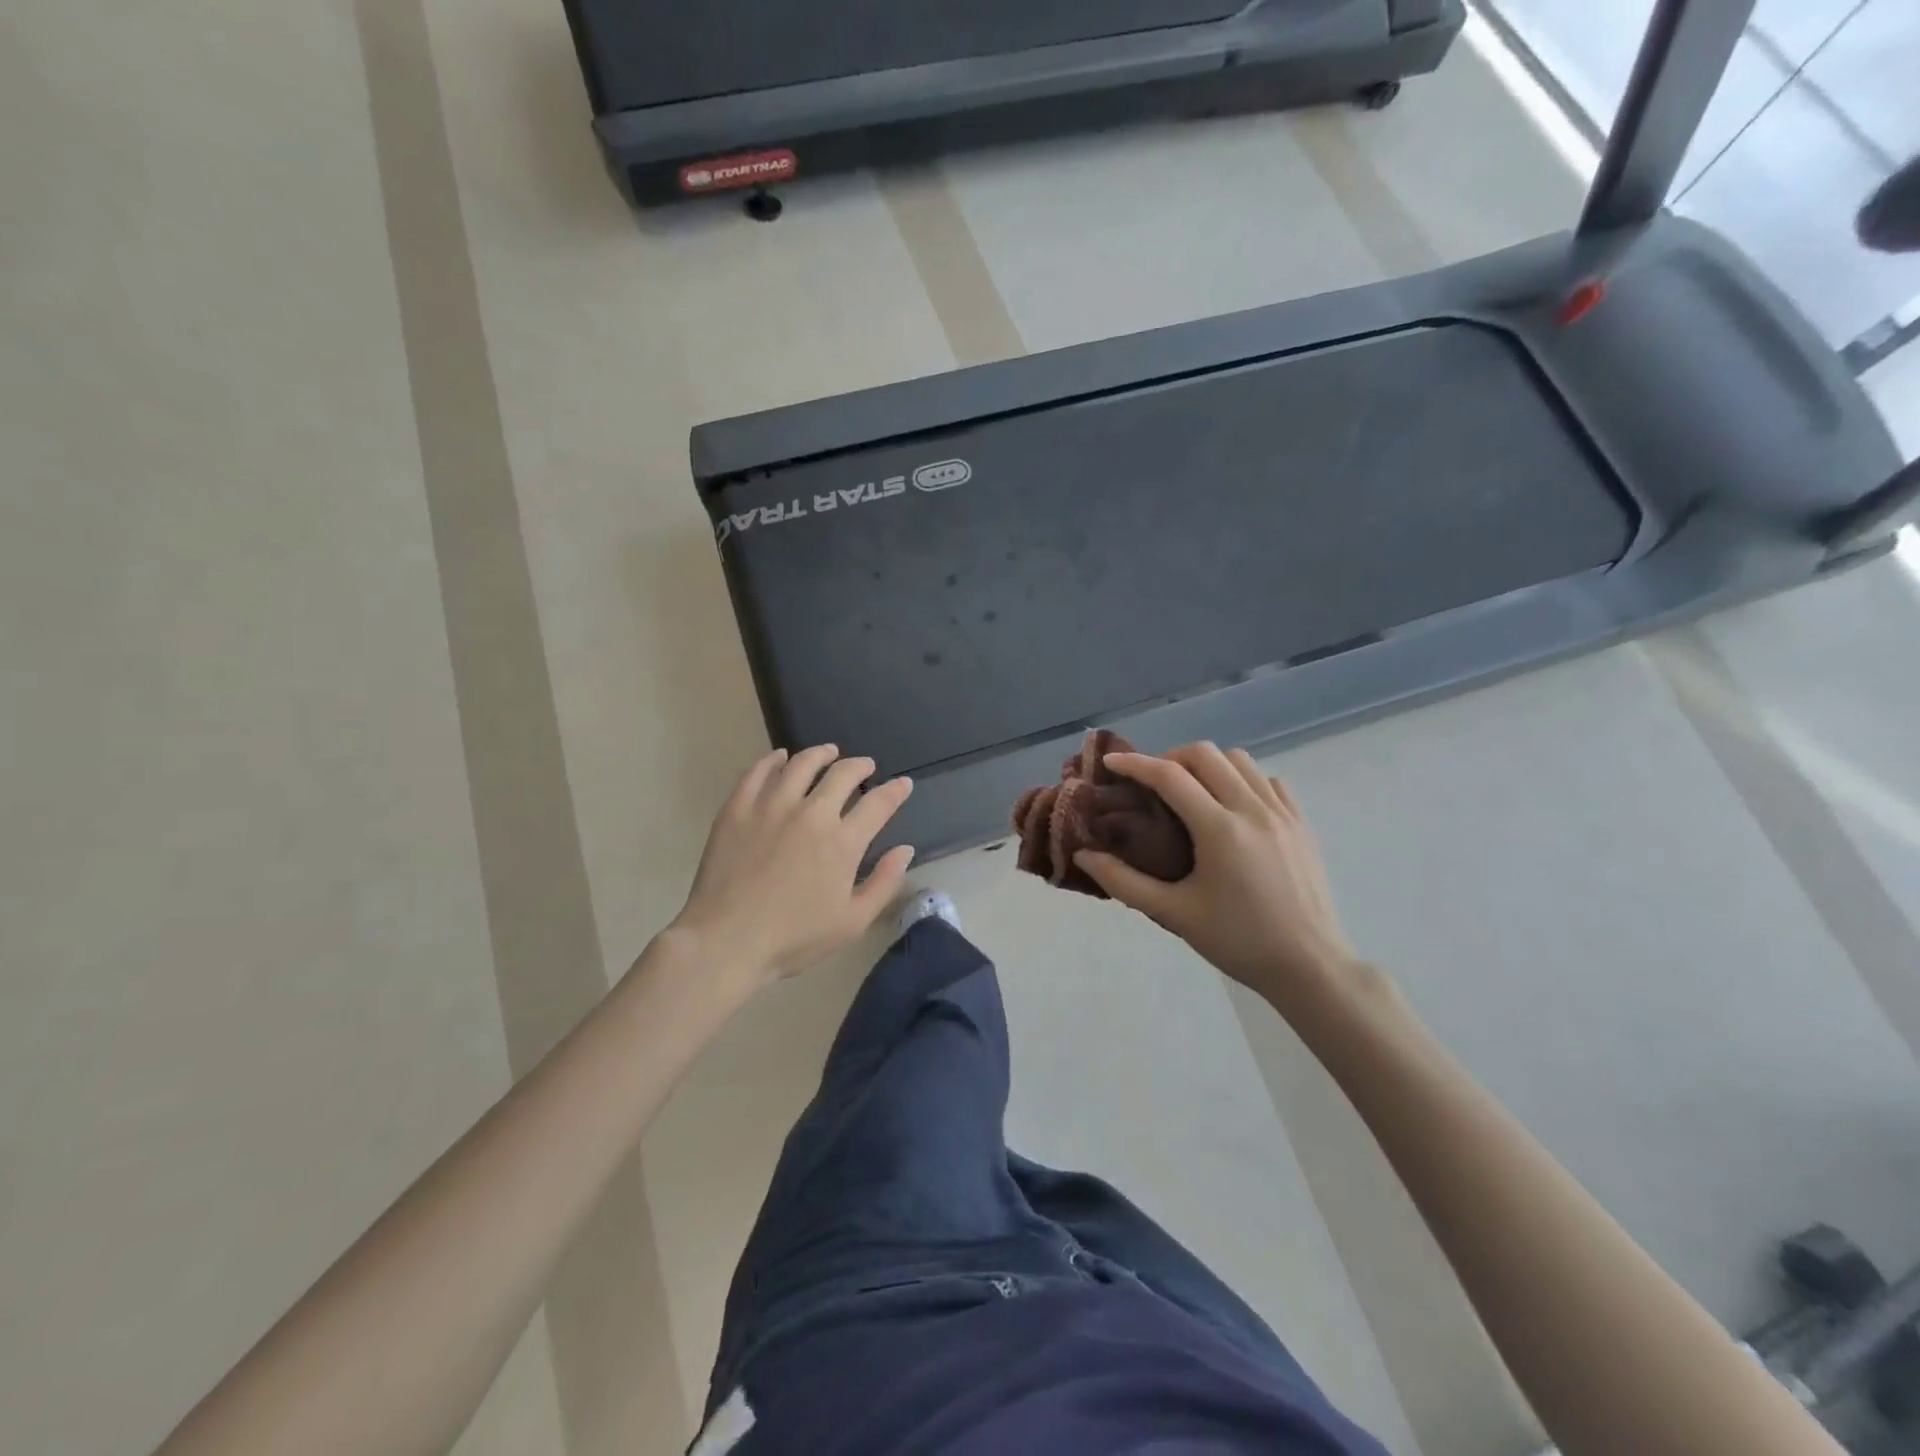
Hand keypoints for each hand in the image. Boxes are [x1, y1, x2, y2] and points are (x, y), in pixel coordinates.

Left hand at [669, 745, 915, 987]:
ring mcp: (771, 807)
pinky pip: (757, 772)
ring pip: (801, 764)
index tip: (903, 784)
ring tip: (828, 752)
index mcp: (842, 842)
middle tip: (865, 766)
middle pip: (842, 774)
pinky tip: (779, 758)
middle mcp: (811, 814)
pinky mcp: (737, 808)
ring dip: (821, 754)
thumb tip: (905, 850)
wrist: (726, 941)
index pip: (879, 804)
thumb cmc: (794, 938)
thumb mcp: (852, 922)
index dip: (896, 790)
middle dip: (860, 766)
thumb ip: (884, 883)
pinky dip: (772, 760)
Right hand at [1075, 743, 1358, 1008]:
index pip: (1170, 776)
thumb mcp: (1174, 914)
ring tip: (1191, 791)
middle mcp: (1252, 809)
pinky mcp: (1302, 823)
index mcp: (1220, 829)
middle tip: (1152, 783)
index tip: (1111, 764)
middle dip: (1171, 758)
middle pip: (1206, 754)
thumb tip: (1084, 855)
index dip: (1135, 764)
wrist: (1310, 966)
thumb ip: (1123, 882)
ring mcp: (1282, 813)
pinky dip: (1243, 780)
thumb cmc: (1238, 941)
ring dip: (1208, 765)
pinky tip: (1232, 806)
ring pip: (1240, 760)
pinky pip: (1268, 781)